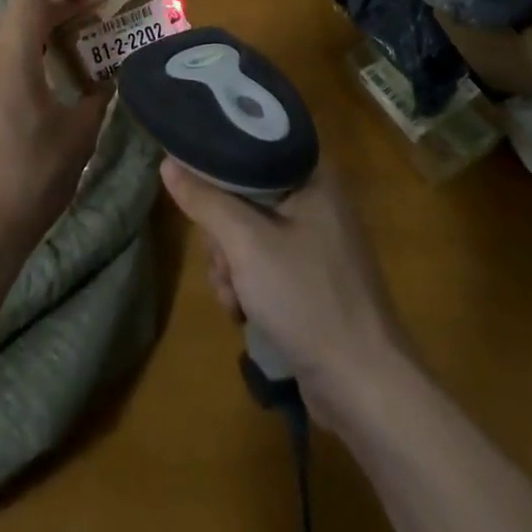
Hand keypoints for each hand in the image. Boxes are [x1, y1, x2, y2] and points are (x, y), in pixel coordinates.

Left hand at [0, 0, 108, 264]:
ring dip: (32, 31)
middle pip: (16, 6)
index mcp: (12, 53)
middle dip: (54, 8)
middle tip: (84, 31)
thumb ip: (97, 95)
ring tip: (60, 60)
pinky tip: (29, 90)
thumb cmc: (30, 179)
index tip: (89, 4)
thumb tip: (108, 80)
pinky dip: (12, 54)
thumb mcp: (80, 135)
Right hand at [161, 156, 409, 425]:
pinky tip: (242, 313)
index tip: (196, 186)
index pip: (255, 144)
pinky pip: (265, 263)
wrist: (363, 387)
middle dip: (223, 232)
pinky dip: (248, 285)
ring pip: (250, 233)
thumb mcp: (246, 243)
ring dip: (231, 265)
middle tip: (223, 260)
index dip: (220, 163)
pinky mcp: (312, 279)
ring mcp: (317, 242)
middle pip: (246, 193)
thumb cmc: (307, 297)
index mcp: (313, 174)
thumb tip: (168, 163)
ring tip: (233, 297)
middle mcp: (318, 199)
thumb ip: (205, 200)